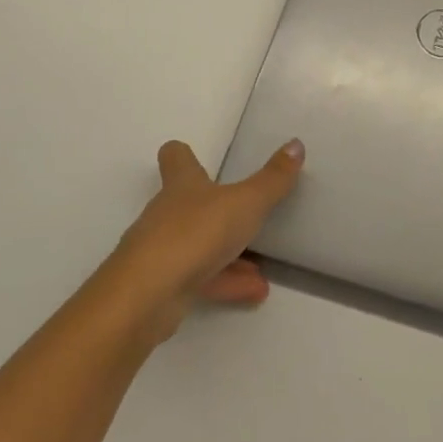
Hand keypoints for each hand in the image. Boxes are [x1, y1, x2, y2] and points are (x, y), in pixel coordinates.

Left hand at [100, 139, 303, 345]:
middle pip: (187, 204)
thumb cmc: (196, 234)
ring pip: (198, 246)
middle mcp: (167, 213)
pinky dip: (225, 283)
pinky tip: (254, 293)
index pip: (175, 158)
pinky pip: (199, 280)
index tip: (191, 154)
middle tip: (245, 214)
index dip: (182, 154)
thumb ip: (272, 179)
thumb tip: (296, 144)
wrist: (146, 297)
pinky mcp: (161, 288)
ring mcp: (161, 252)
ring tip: (262, 269)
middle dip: (216, 210)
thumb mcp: (246, 203)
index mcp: (183, 185)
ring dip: (228, 254)